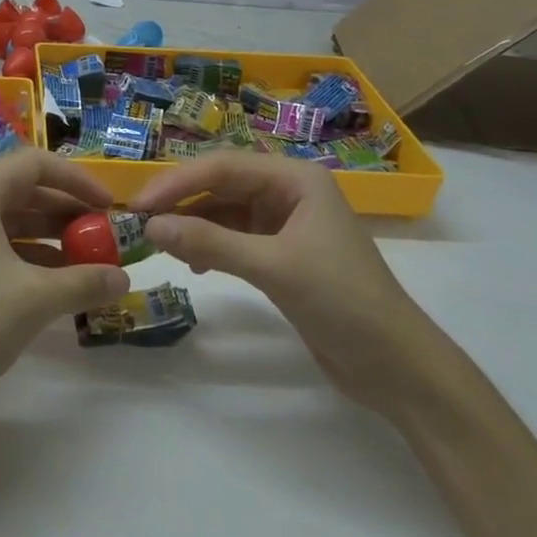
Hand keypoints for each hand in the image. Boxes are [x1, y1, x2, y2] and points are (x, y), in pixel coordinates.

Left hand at [0, 150, 130, 411]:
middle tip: (104, 234)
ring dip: (52, 235)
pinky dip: (30, 255)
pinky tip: (59, 281)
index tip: (109, 206)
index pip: (34, 163)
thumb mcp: (36, 298)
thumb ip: (85, 281)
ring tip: (90, 259)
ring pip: (11, 219)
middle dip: (67, 210)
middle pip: (23, 189)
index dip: (77, 180)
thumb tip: (125, 279)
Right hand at [132, 153, 440, 414]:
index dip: (178, 182)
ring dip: (193, 225)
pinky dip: (210, 247)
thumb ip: (211, 242)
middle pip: (221, 185)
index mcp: (295, 179)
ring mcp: (284, 224)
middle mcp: (288, 192)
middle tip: (138, 220)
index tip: (139, 203)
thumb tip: (151, 226)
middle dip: (181, 201)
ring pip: (224, 212)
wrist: (398, 369)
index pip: (223, 167)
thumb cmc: (343, 302)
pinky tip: (194, 264)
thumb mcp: (275, 267)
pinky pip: (233, 238)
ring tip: (160, 243)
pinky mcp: (281, 254)